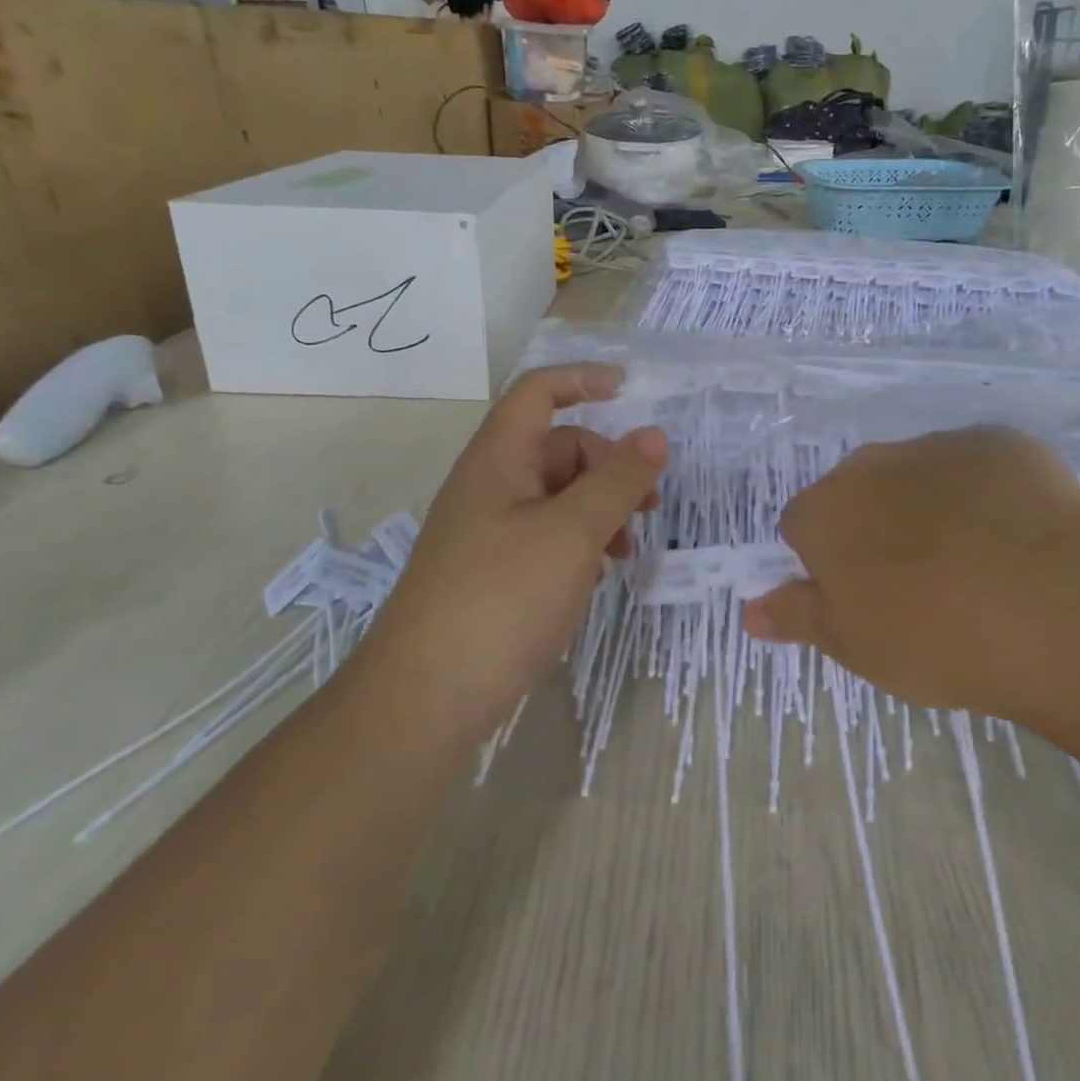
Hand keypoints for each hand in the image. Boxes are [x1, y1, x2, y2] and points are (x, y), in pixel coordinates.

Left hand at [372, 364, 666, 739]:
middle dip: (609, 464)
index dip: (583, 380)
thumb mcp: (572, 533)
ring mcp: (491, 532)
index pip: (539, 393)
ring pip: (558, 496)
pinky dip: (580, 543)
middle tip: (648, 503)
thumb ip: (617, 481)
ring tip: (627, 549)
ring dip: (600, 509)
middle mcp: (491, 486)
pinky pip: (547, 536)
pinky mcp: (495, 573)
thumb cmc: (501, 599)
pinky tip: (596, 576)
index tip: (631, 391)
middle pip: (559, 448)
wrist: (424, 700)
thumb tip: (655, 436)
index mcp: (499, 459)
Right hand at [743, 427, 1079, 716]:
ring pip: (918, 476)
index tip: (861, 597)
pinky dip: (986, 494)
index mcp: (825, 510)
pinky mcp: (998, 443)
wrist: (1047, 603)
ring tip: (976, 563)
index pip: (802, 526)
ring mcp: (937, 446)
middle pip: (859, 492)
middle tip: (918, 584)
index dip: (827, 562)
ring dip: (931, 507)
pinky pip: (978, 467)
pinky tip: (1018, 537)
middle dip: (876, 527)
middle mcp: (870, 464)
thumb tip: (750, 610)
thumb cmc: (931, 634)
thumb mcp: (852, 643)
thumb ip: (797, 615)